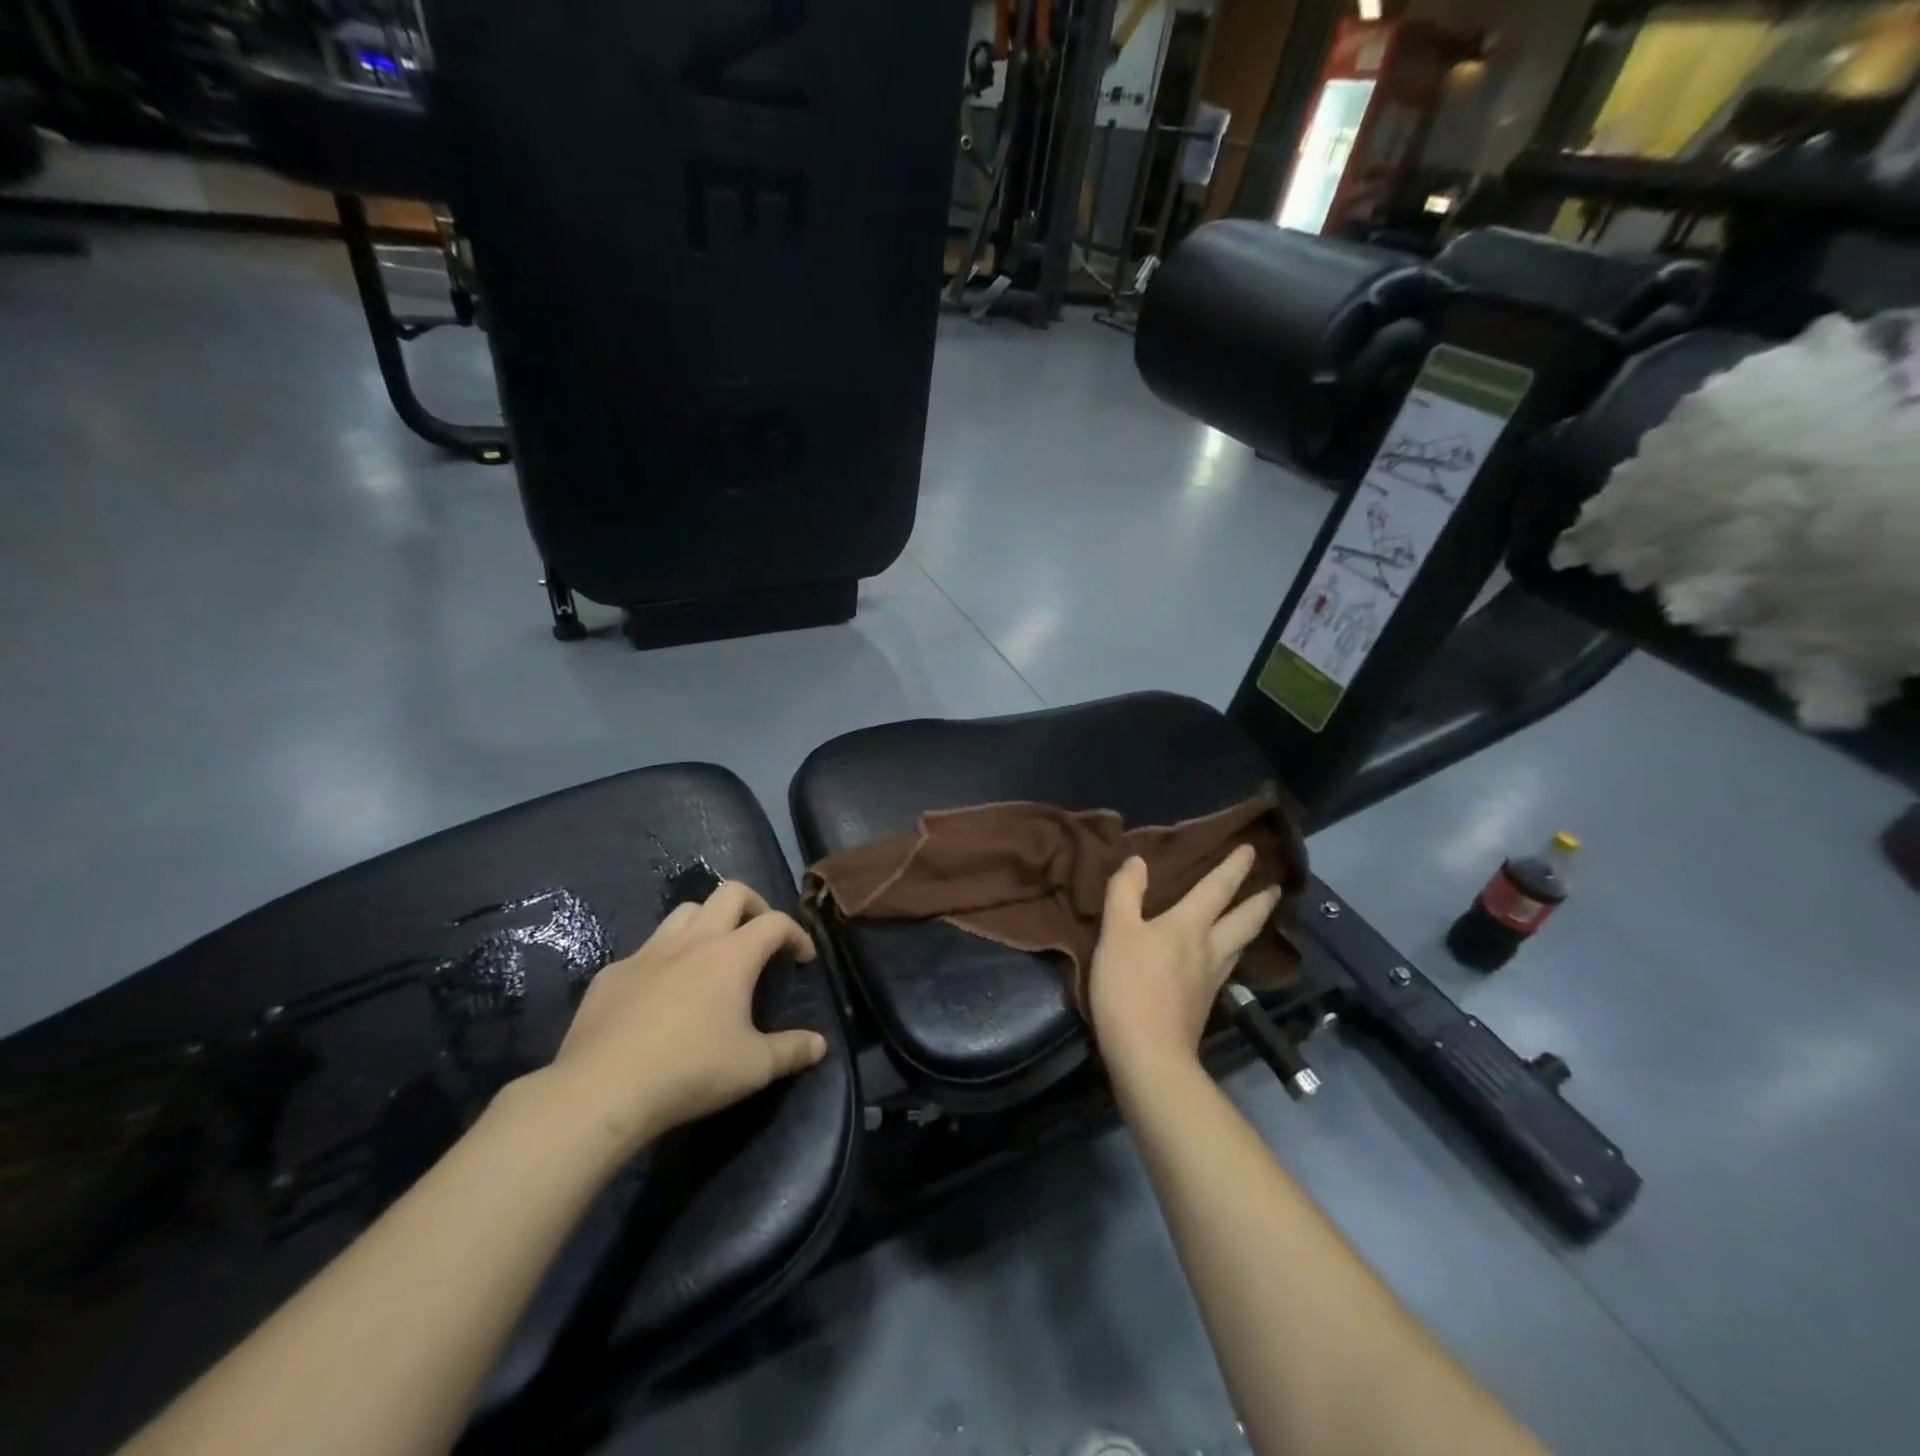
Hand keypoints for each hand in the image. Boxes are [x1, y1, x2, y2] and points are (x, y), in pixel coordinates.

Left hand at [538, 881, 828, 1157]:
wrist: (602, 1090)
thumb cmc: (689, 1071)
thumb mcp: (753, 1067)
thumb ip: (792, 1051)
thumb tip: (820, 1045)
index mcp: (732, 955)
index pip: (775, 922)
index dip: (796, 933)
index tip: (803, 958)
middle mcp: (693, 940)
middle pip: (730, 892)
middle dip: (754, 905)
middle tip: (760, 937)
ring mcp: (648, 952)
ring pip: (685, 912)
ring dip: (707, 922)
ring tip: (712, 955)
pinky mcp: (613, 973)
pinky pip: (646, 951)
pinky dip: (664, 960)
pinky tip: (660, 995)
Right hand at [1089, 845, 1281, 1075]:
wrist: (1148, 1053)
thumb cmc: (1129, 986)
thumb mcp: (1116, 932)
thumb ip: (1125, 893)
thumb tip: (1138, 861)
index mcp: (1188, 925)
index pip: (1217, 888)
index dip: (1233, 867)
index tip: (1252, 849)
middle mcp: (1209, 948)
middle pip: (1243, 920)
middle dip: (1259, 900)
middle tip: (1275, 886)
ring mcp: (1212, 979)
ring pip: (1240, 945)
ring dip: (1252, 926)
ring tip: (1257, 916)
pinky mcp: (1205, 1003)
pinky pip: (1228, 966)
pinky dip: (1234, 951)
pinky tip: (1226, 957)